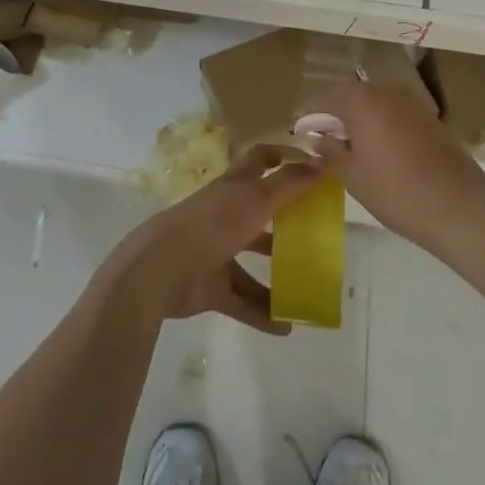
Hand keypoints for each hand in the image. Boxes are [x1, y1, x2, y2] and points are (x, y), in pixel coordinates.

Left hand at [97, 146, 324, 334]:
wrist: (163, 268)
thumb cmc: (213, 223)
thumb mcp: (256, 199)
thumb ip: (289, 184)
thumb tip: (321, 166)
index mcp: (234, 187)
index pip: (260, 160)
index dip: (283, 157)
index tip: (312, 167)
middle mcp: (226, 215)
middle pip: (260, 213)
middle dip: (286, 221)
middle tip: (318, 232)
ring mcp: (217, 251)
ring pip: (252, 260)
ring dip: (278, 274)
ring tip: (309, 288)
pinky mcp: (212, 286)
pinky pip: (243, 301)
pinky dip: (263, 313)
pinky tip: (287, 327)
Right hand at [303, 83, 484, 248]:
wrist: (459, 207)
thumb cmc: (396, 191)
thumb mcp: (352, 175)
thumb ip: (330, 151)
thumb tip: (317, 137)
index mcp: (360, 100)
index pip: (324, 100)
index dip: (310, 118)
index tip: (301, 135)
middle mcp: (384, 91)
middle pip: (350, 97)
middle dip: (335, 116)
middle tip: (325, 142)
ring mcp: (410, 101)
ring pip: (373, 104)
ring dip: (359, 119)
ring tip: (352, 148)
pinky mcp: (428, 116)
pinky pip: (393, 112)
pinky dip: (380, 124)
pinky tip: (379, 150)